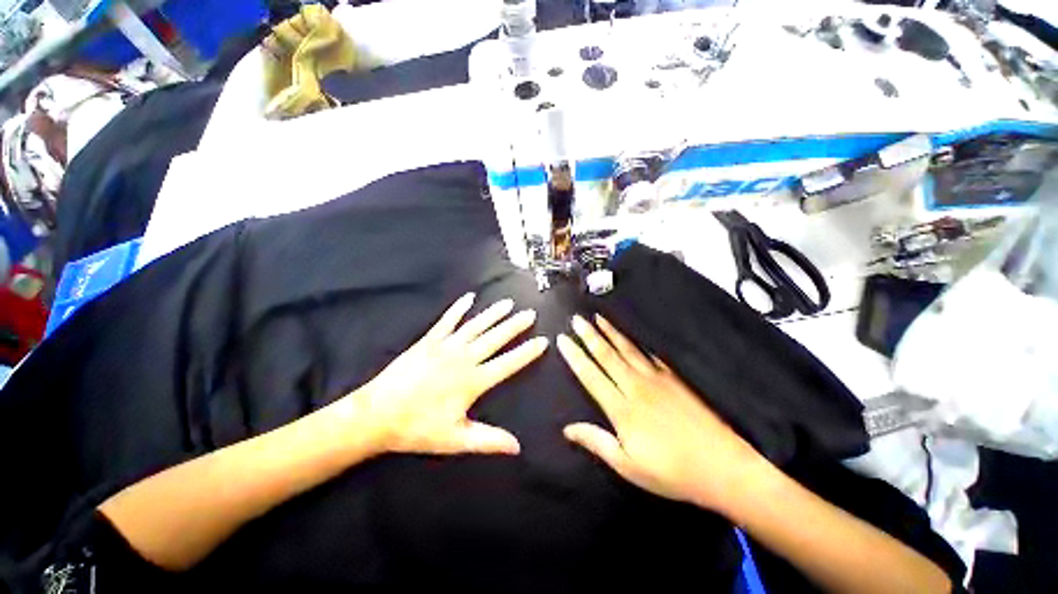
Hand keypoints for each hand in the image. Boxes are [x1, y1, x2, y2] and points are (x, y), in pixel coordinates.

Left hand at [356, 293, 547, 455]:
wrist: (377, 414)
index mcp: (473, 380)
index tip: (542, 340)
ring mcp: (446, 346)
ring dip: (493, 314)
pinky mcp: (429, 340)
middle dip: (515, 326)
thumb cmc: (418, 428)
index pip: (508, 363)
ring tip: (509, 303)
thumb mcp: (456, 440)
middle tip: (530, 313)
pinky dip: (459, 308)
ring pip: (476, 326)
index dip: (527, 352)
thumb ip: (488, 440)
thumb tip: (517, 447)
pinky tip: (469, 297)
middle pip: (495, 338)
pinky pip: (447, 320)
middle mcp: (464, 358)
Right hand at [557, 315, 767, 514]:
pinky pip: (651, 354)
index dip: (575, 356)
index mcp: (622, 408)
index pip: (591, 375)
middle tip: (577, 319)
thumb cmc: (671, 472)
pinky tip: (633, 333)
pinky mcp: (674, 378)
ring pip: (628, 349)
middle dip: (589, 336)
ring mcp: (657, 379)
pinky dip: (638, 342)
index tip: (563, 339)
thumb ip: (596, 442)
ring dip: (611, 332)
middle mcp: (636, 387)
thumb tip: (567, 429)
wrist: (723, 466)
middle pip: (607, 356)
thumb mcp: (628, 466)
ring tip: (599, 318)